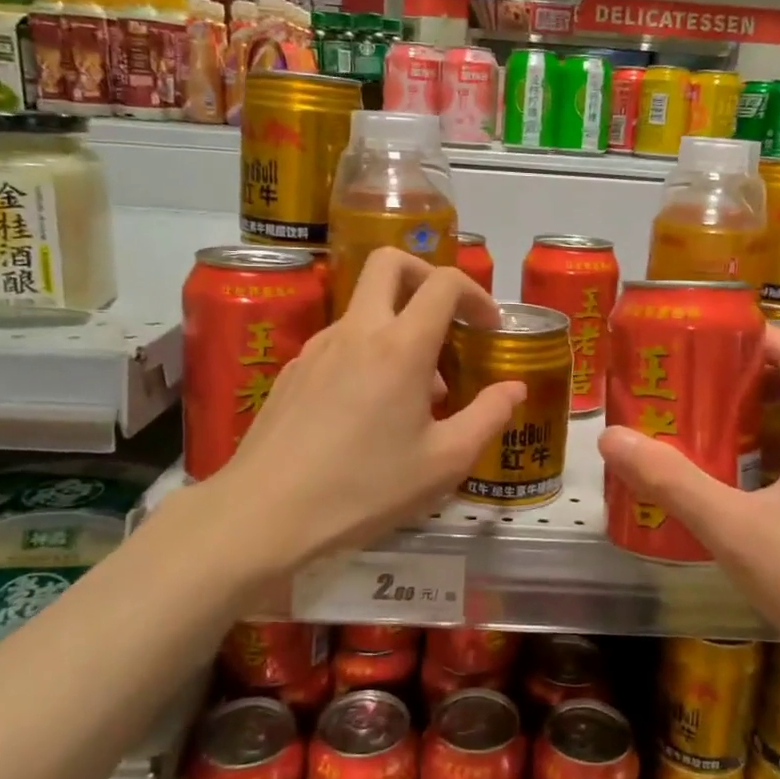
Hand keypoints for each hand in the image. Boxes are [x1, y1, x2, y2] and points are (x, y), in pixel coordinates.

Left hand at [184, 248, 524, 576]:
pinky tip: (370, 409)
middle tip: (447, 318)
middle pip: (389, 264)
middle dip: (426, 276)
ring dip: (398, 324)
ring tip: (416, 389)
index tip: (489, 326)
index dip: (476, 293)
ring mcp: (317, 347)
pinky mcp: (292, 371)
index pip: (443, 283)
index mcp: (400, 346)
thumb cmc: (366, 488)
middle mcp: (357, 331)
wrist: (265, 514)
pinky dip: (367, 352)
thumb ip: (488, 417)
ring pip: (364, 306)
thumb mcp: (445, 462)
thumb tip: (514, 388)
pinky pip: (340, 341)